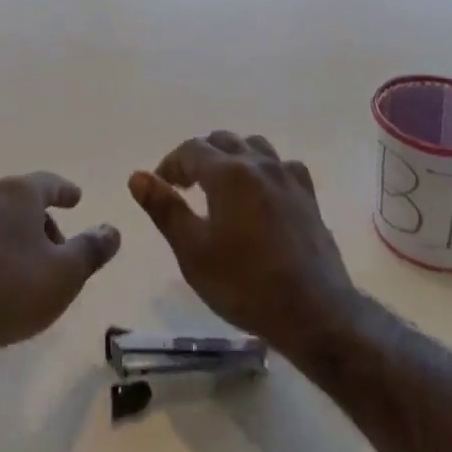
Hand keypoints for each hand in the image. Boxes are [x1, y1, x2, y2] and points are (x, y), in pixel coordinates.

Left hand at [0, 171, 120, 358]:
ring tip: (33, 270)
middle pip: (24, 201)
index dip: (66, 191)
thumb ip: (92, 248)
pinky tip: (3, 280)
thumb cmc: (12, 288)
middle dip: (44, 221)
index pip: (50, 183)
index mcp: (20, 193)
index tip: (77, 198)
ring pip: (2, 220)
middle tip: (60, 248)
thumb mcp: (66, 273)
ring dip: (21, 238)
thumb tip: (112, 229)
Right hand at [129, 132, 361, 359]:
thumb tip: (137, 176)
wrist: (314, 311)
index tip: (160, 185)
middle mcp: (258, 163)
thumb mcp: (193, 252)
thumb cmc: (245, 284)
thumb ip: (164, 209)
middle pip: (222, 141)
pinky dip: (264, 170)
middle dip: (199, 157)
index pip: (190, 150)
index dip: (170, 164)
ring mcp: (287, 175)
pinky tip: (261, 193)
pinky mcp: (308, 194)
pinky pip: (281, 165)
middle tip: (185, 185)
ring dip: (232, 156)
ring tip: (221, 185)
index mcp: (227, 172)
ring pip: (253, 146)